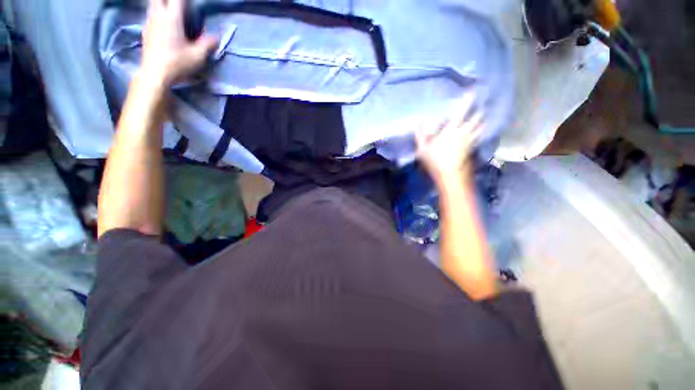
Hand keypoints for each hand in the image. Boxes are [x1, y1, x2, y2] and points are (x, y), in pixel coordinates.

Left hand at [140, 0, 217, 86]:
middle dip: (170, 0)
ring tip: (170, 10)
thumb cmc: (177, 63)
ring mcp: (150, 22)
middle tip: (179, 6)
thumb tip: (216, 38)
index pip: (178, 0)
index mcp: (172, 18)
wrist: (155, 74)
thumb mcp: (198, 56)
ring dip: (162, 4)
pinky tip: (162, 21)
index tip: (191, 4)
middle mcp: (158, 16)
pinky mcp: (146, 31)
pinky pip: (150, 14)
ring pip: (153, 4)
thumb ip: (207, 44)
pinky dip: (157, 12)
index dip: (186, 1)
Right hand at [415, 92, 483, 183]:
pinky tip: (479, 130)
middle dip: (480, 108)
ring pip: (481, 127)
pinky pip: (478, 136)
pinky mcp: (472, 149)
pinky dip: (480, 131)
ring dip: (483, 119)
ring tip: (484, 115)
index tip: (474, 90)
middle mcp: (464, 132)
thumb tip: (417, 123)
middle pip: (477, 117)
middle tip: (483, 101)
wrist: (449, 175)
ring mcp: (470, 141)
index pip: (462, 111)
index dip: (469, 99)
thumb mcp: (422, 149)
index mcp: (451, 130)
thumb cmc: (435, 161)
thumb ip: (420, 135)